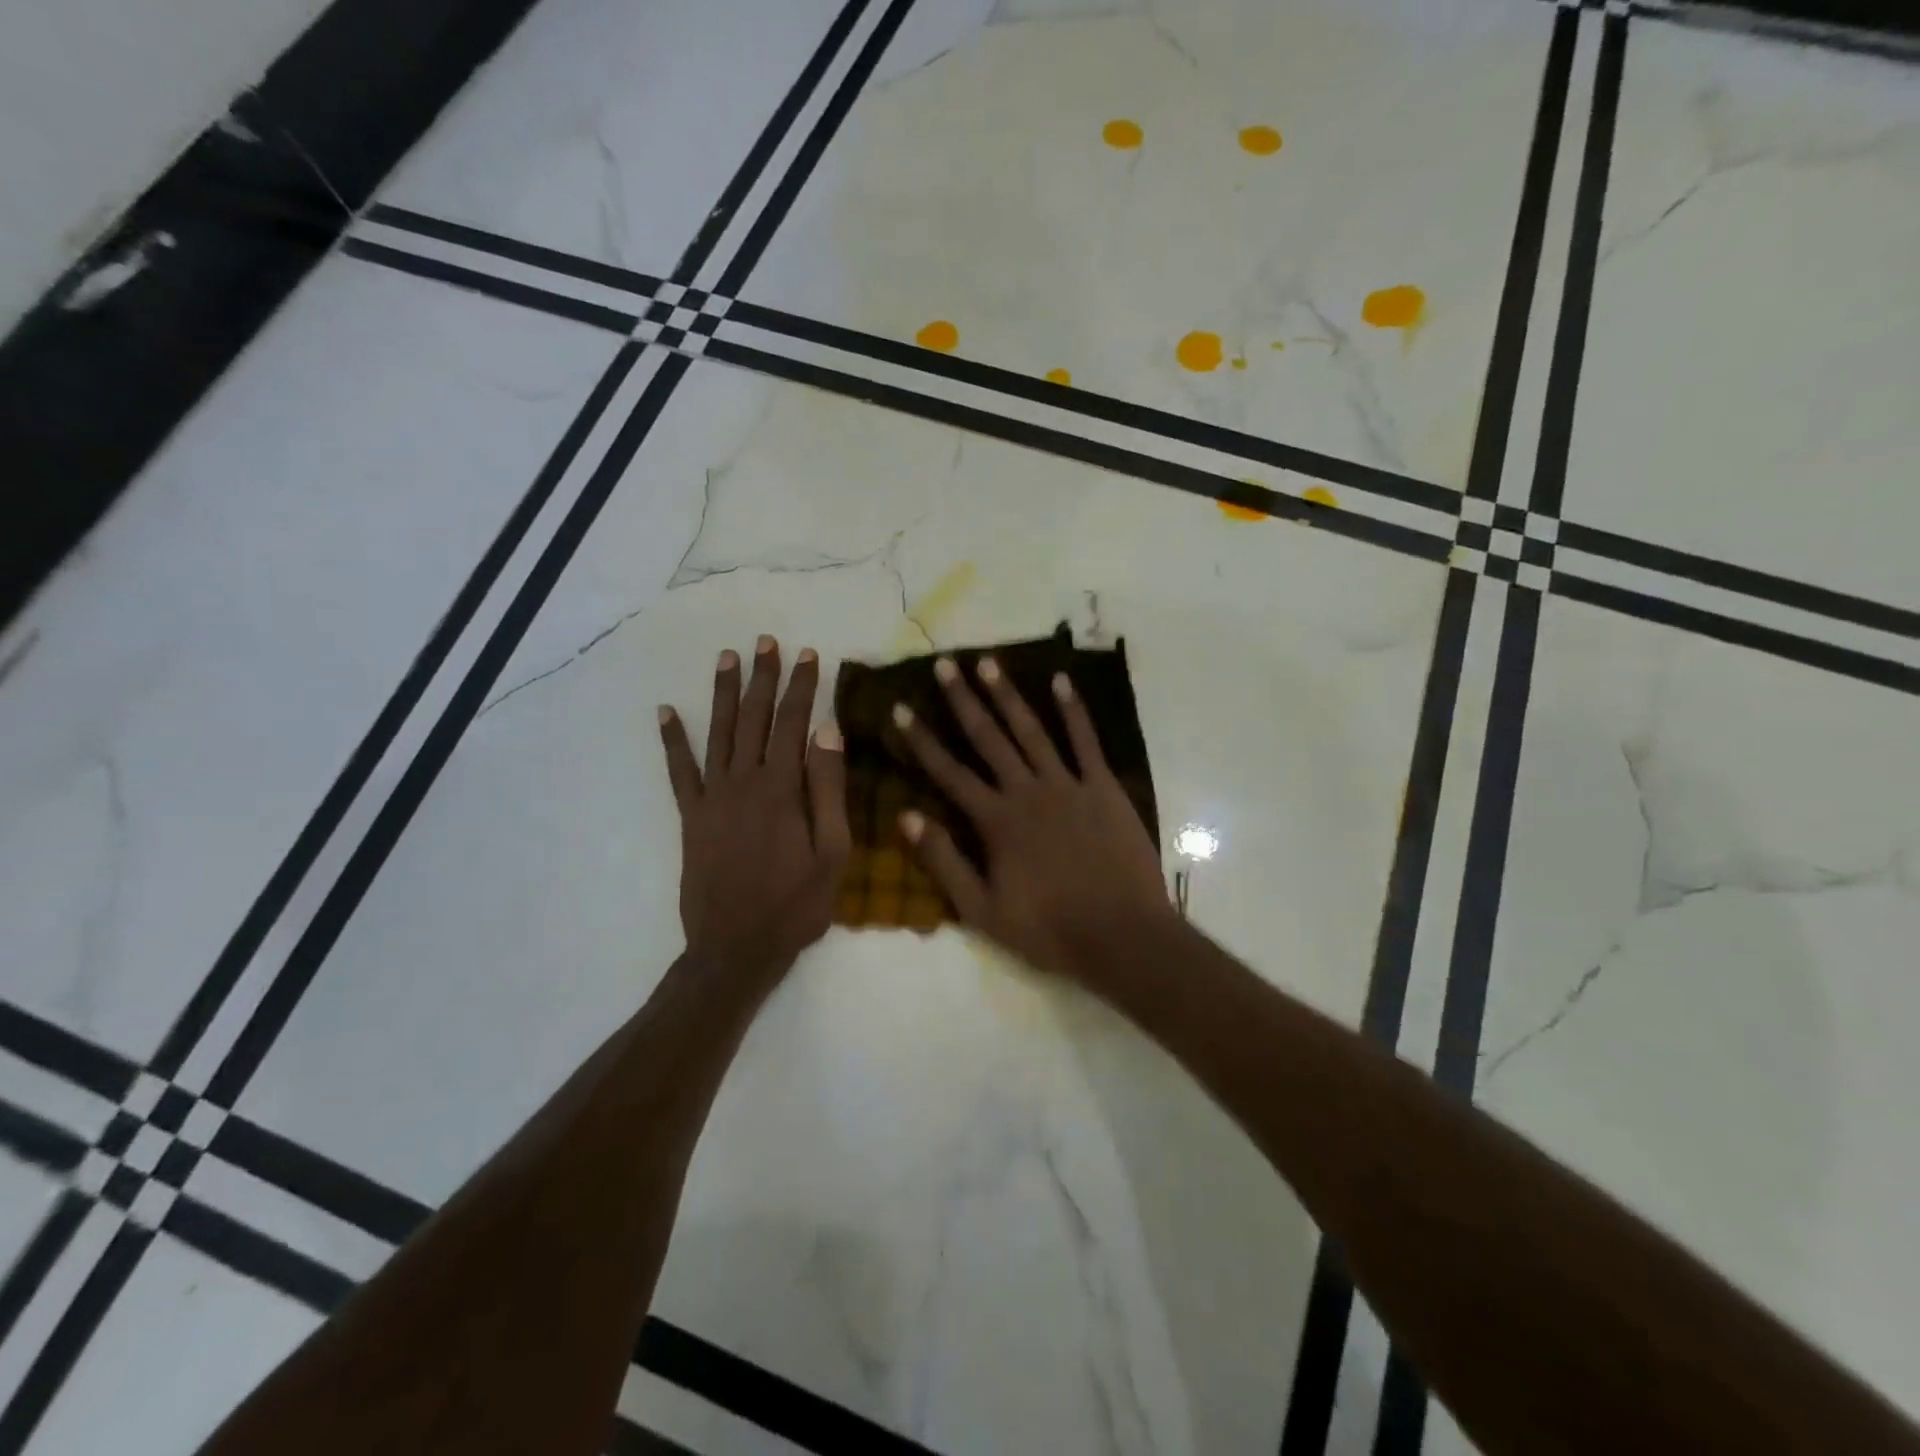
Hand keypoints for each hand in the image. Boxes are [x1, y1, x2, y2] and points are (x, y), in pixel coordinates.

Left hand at [660, 635, 849, 984]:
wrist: (735, 949)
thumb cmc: (796, 904)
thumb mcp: (833, 852)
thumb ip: (829, 790)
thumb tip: (827, 732)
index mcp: (782, 789)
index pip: (794, 724)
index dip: (802, 688)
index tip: (809, 656)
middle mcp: (744, 782)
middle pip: (754, 719)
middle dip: (762, 678)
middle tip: (766, 642)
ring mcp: (712, 797)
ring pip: (719, 733)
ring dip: (723, 693)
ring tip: (727, 658)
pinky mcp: (691, 817)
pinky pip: (679, 771)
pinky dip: (672, 740)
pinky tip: (666, 712)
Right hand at [891, 655, 1173, 986]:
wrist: (1122, 935)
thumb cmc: (1048, 929)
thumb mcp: (982, 909)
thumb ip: (944, 861)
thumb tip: (906, 817)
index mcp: (995, 821)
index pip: (949, 772)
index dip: (921, 740)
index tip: (900, 708)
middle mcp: (1027, 791)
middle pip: (988, 738)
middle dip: (963, 700)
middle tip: (945, 664)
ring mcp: (1068, 785)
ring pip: (1031, 731)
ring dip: (1008, 695)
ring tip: (988, 662)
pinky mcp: (1103, 787)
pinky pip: (1086, 741)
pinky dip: (1074, 710)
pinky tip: (1062, 681)